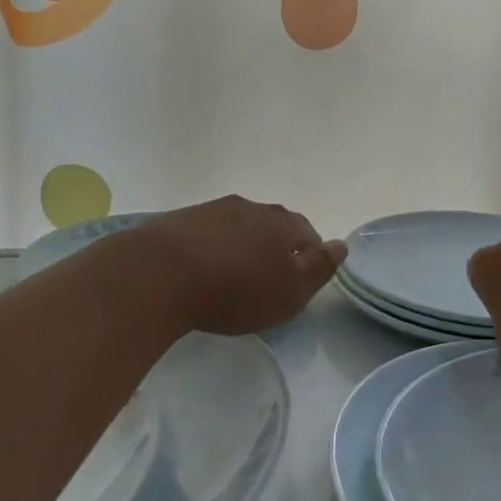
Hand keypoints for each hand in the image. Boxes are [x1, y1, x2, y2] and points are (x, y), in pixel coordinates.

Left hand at [109, 196, 345, 338]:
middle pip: (274, 225)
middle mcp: (253, 208)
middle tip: (268, 277)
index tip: (299, 281)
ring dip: (243, 244)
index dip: (309, 256)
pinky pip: (209, 231)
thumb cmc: (234, 291)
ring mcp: (215, 209)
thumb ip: (318, 269)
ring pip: (241, 225)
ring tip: (234, 273)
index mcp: (283, 224)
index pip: (308, 234)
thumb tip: (341, 245)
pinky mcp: (181, 219)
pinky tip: (203, 267)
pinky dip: (213, 246)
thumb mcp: (288, 293)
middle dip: (276, 247)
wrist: (159, 274)